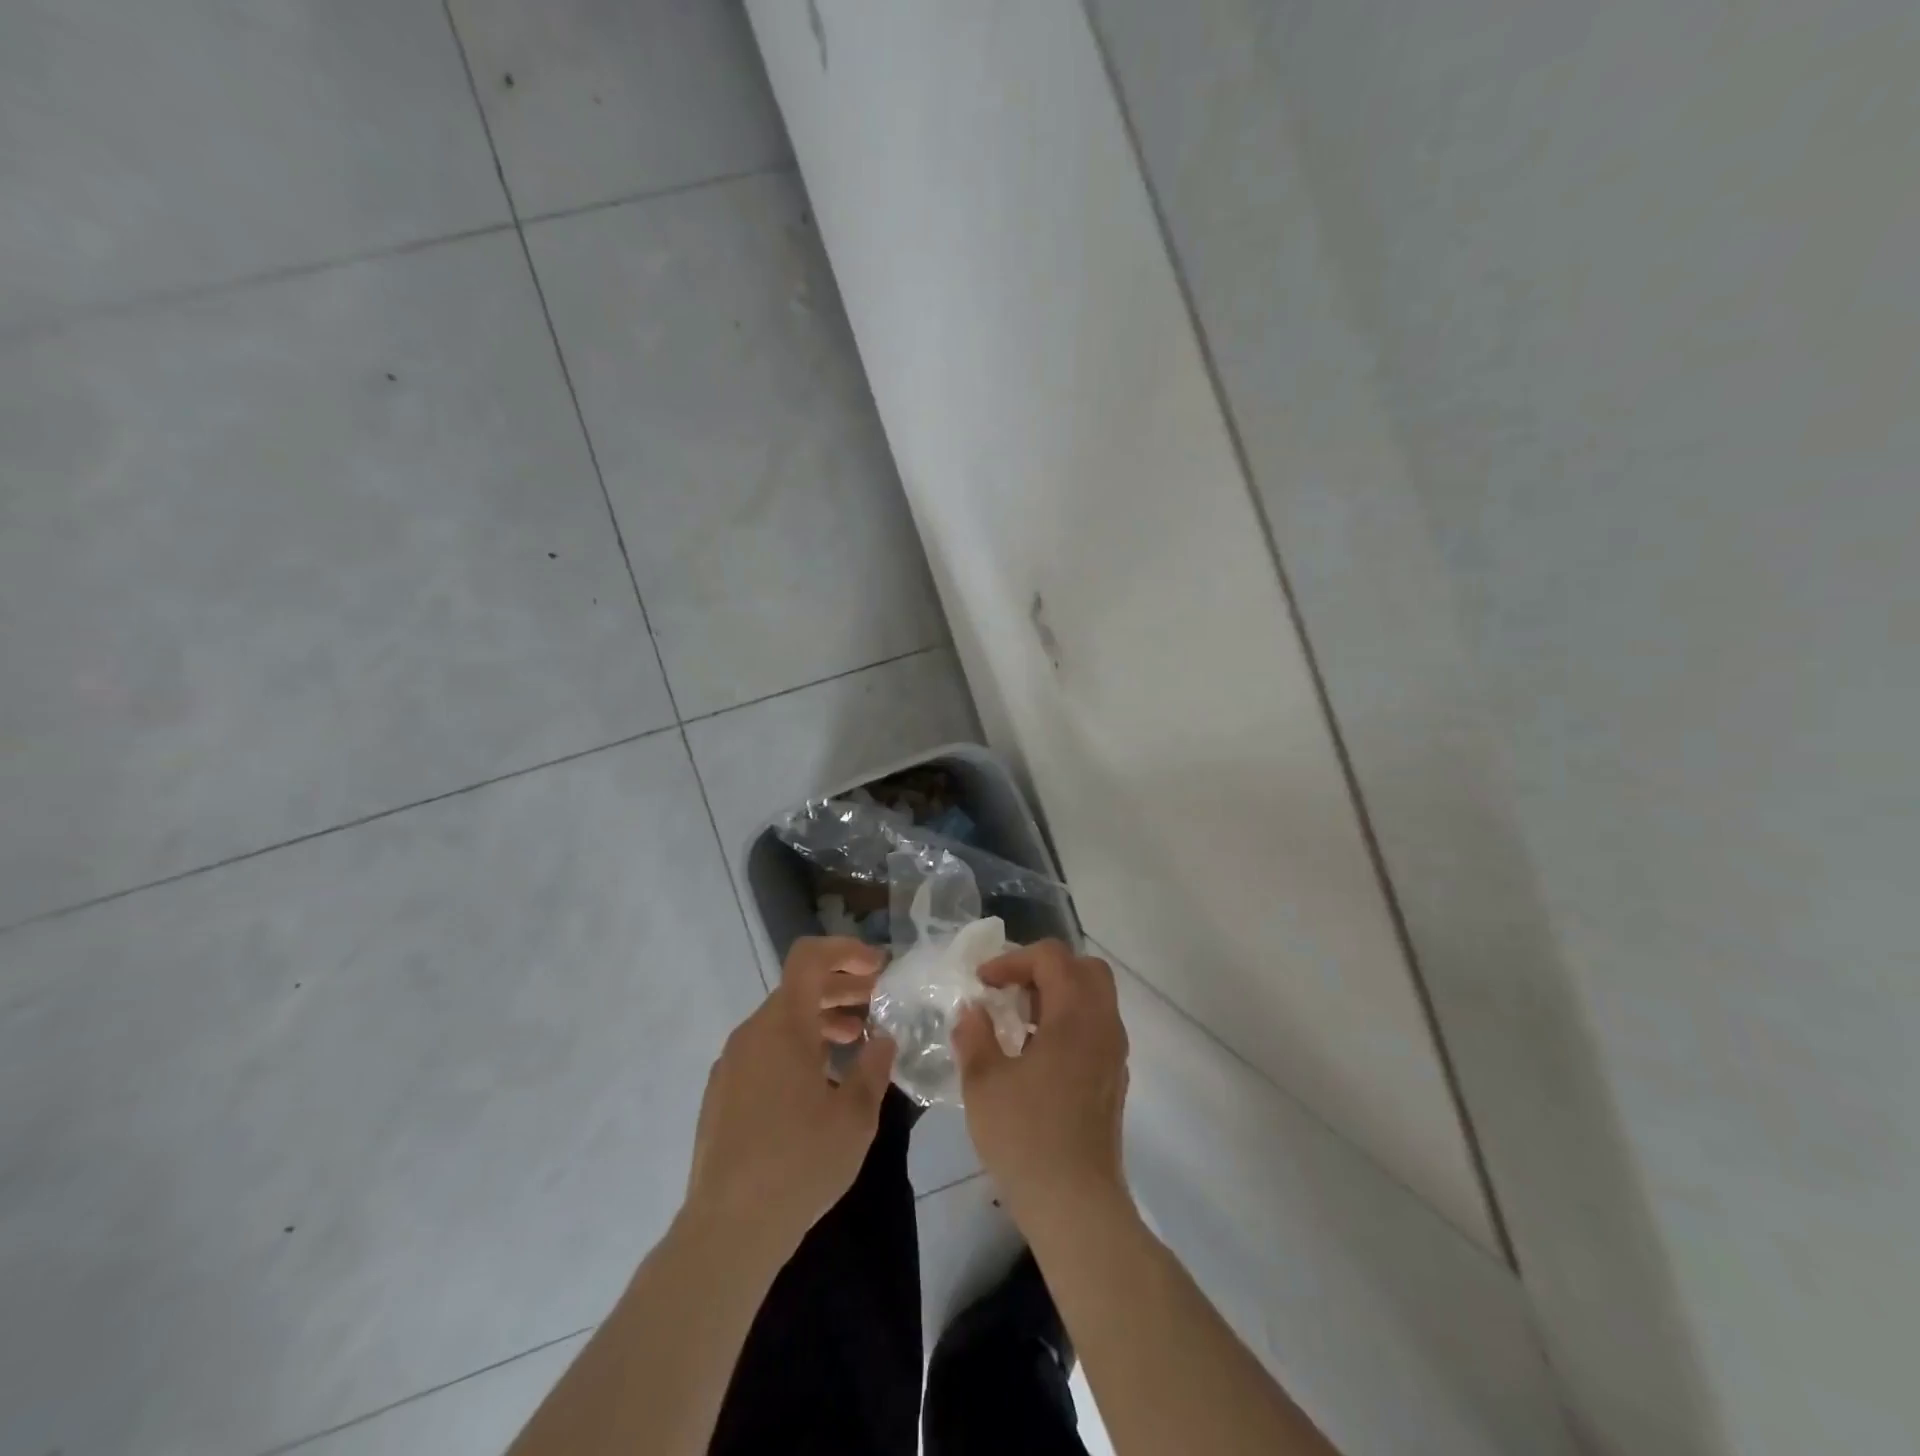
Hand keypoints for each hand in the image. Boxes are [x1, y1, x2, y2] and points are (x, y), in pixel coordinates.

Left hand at [682, 937, 894, 1259]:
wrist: (728, 1229)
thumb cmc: (799, 1163)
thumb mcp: (855, 1116)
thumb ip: (873, 1068)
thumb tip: (882, 1040)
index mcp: (783, 1026)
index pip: (809, 958)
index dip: (846, 951)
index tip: (878, 968)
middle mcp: (752, 1033)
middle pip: (798, 988)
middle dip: (841, 989)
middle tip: (878, 1004)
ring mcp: (732, 1063)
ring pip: (781, 1022)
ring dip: (820, 1020)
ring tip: (855, 1043)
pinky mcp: (722, 1092)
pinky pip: (764, 1050)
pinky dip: (796, 1047)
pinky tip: (820, 1084)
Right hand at [952, 940, 1129, 1219]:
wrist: (1077, 1206)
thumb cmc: (1026, 1137)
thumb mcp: (984, 1082)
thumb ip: (975, 1035)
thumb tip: (972, 1010)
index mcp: (1075, 1015)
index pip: (1052, 957)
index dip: (1013, 960)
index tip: (982, 984)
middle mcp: (1103, 1025)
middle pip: (1084, 969)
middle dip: (1044, 969)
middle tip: (1010, 992)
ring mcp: (1114, 1054)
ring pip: (1094, 999)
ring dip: (1057, 996)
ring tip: (1017, 1023)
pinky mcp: (1114, 1080)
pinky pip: (1096, 1028)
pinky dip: (1068, 1023)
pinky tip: (1036, 1056)